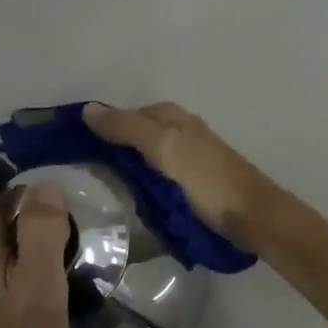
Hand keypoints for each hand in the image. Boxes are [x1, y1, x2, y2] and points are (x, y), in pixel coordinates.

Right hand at [82, 101, 282, 250]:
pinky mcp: (195, 185)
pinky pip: (159, 177)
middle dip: (113, 149)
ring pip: (148, 158)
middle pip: (137, 135)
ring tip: (101, 188)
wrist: (253, 217)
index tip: (73, 146)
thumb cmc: (208, 180)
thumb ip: (128, 128)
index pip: (127, 115)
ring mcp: (189, 160)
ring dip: (127, 169)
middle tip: (83, 172)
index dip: (102, 126)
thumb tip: (87, 110)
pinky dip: (143, 184)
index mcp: (173, 118)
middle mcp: (182, 132)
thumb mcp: (165, 148)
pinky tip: (134, 198)